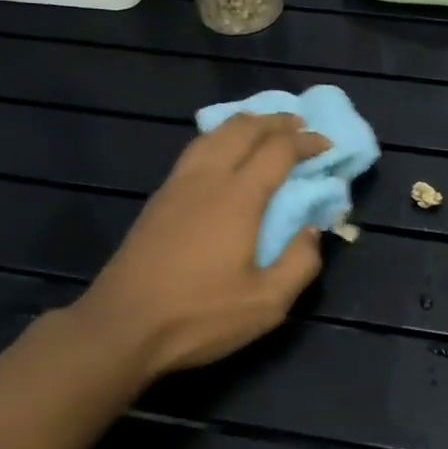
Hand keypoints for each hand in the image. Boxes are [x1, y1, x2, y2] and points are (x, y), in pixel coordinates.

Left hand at [71, 112, 330, 380]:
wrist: (121, 327)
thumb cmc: (198, 316)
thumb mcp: (266, 303)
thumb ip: (300, 263)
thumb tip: (313, 230)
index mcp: (238, 197)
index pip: (279, 150)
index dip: (307, 142)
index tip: (326, 145)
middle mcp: (208, 178)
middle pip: (243, 129)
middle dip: (275, 122)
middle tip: (299, 126)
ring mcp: (178, 185)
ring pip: (214, 134)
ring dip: (244, 124)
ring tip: (263, 130)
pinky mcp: (158, 198)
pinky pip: (195, 149)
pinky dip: (220, 138)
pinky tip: (223, 154)